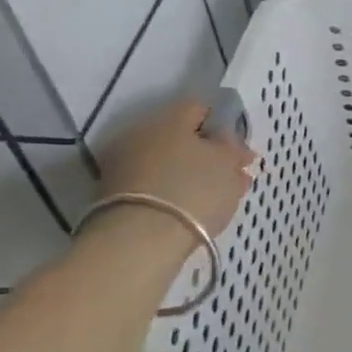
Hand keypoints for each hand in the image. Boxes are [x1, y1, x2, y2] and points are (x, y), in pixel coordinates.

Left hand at [100, 97, 256, 236]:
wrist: (139, 242)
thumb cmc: (194, 190)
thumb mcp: (228, 162)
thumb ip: (232, 147)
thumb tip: (227, 141)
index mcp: (170, 118)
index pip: (200, 109)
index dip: (223, 127)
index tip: (237, 151)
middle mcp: (141, 134)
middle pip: (181, 138)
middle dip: (206, 155)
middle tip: (230, 177)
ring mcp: (123, 166)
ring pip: (167, 164)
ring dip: (190, 176)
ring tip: (215, 199)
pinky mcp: (113, 197)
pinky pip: (152, 186)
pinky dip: (172, 194)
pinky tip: (190, 211)